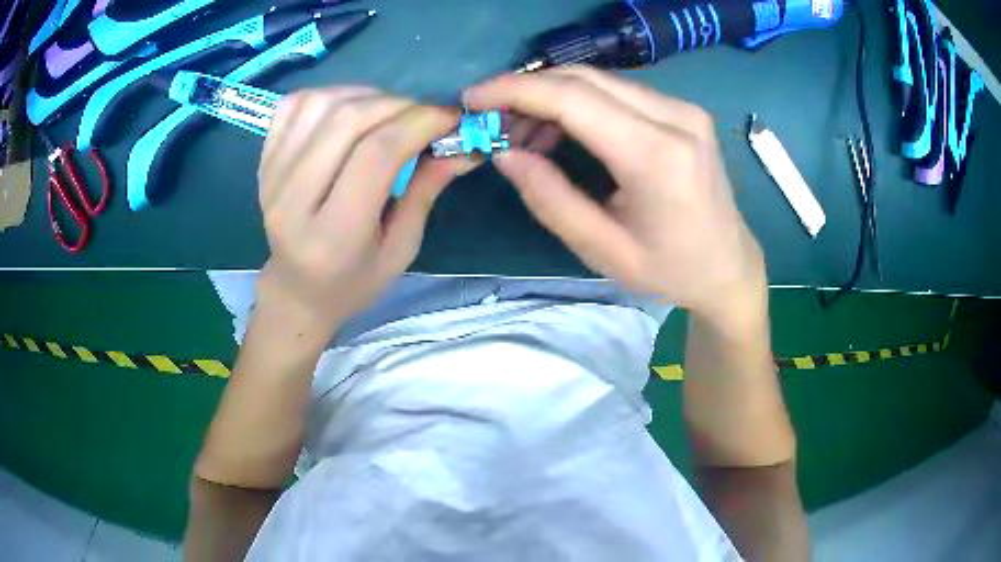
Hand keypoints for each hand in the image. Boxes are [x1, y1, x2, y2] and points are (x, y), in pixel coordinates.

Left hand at [257, 87, 464, 338]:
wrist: (297, 289)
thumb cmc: (354, 280)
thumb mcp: (401, 248)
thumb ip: (427, 190)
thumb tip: (464, 145)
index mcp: (332, 235)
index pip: (376, 155)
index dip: (420, 123)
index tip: (451, 118)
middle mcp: (292, 200)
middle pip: (347, 121)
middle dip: (398, 106)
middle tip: (424, 116)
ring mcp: (271, 175)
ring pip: (323, 104)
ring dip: (367, 96)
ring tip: (389, 113)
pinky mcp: (263, 159)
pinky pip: (297, 104)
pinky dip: (331, 95)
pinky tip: (351, 110)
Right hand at [464, 66, 766, 328]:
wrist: (729, 266)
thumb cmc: (670, 270)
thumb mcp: (603, 249)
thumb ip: (549, 198)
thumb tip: (504, 152)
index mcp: (657, 156)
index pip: (573, 98)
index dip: (515, 91)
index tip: (473, 98)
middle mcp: (675, 117)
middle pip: (584, 78)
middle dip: (528, 91)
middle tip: (493, 120)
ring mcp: (683, 109)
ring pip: (599, 80)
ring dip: (552, 97)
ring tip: (524, 133)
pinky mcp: (683, 111)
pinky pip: (619, 91)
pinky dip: (579, 102)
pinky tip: (562, 130)